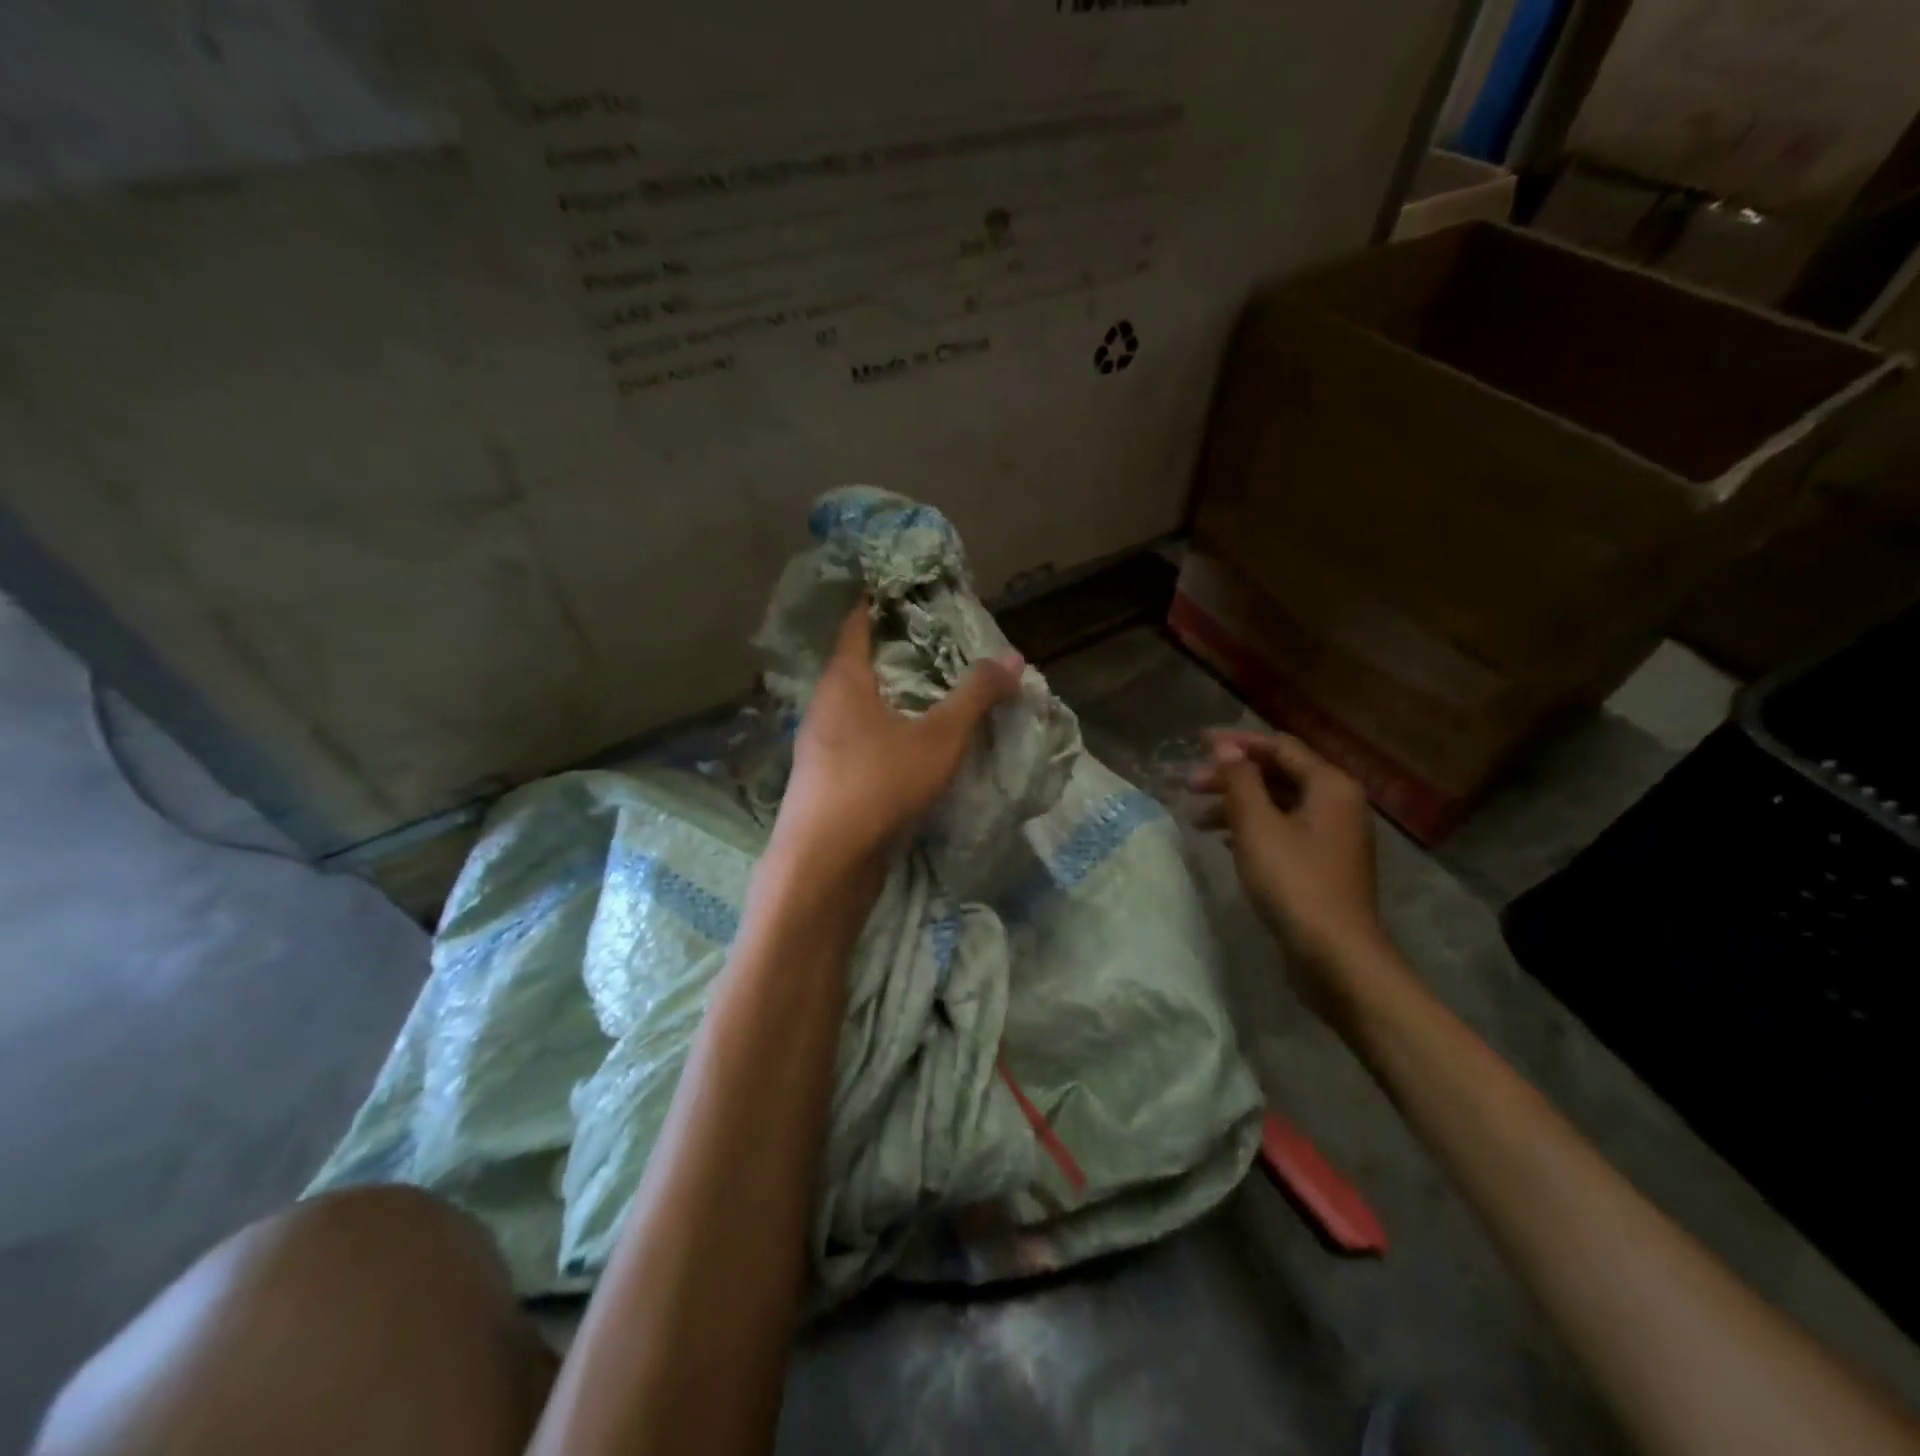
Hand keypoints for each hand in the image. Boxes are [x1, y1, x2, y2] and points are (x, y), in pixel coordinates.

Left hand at [773, 601, 1023, 869]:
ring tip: (925, 692)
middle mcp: (823, 706)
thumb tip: (1013, 657)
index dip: (877, 602)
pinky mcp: (824, 780)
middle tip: (931, 641)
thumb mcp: (939, 737)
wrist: (825, 861)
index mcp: (844, 681)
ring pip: (854, 706)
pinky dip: (880, 730)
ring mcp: (818, 746)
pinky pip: (855, 739)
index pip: (856, 624)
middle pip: (855, 665)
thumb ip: (975, 696)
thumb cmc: (878, 783)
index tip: (903, 589)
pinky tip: (905, 745)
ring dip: (885, 696)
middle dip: (889, 652)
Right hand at [1188, 729, 1383, 968]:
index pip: (1279, 747)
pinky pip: (1283, 830)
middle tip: (1189, 786)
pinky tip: (1223, 840)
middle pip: (1278, 774)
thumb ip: (1239, 780)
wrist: (1336, 955)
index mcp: (1330, 785)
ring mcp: (1332, 835)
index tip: (1196, 743)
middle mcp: (1338, 803)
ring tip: (1196, 818)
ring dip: (1237, 804)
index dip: (1236, 743)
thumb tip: (1225, 746)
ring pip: (1278, 804)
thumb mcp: (1257, 825)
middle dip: (1231, 777)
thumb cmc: (1294, 882)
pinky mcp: (1322, 863)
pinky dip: (1252, 828)